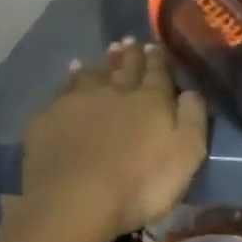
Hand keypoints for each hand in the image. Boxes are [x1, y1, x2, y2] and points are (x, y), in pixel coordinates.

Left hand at [21, 39, 208, 240]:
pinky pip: (60, 96)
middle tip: (129, 41)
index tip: (155, 46)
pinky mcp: (48, 120)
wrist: (75, 200)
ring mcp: (77, 102)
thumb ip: (193, 117)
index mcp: (150, 100)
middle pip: (124, 68)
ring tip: (98, 57)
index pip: (157, 71)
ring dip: (97, 65)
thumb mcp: (186, 154)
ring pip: (90, 76)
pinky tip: (65, 87)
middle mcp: (114, 91)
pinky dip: (66, 86)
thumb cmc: (140, 183)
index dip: (158, 59)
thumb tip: (193, 90)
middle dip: (129, 55)